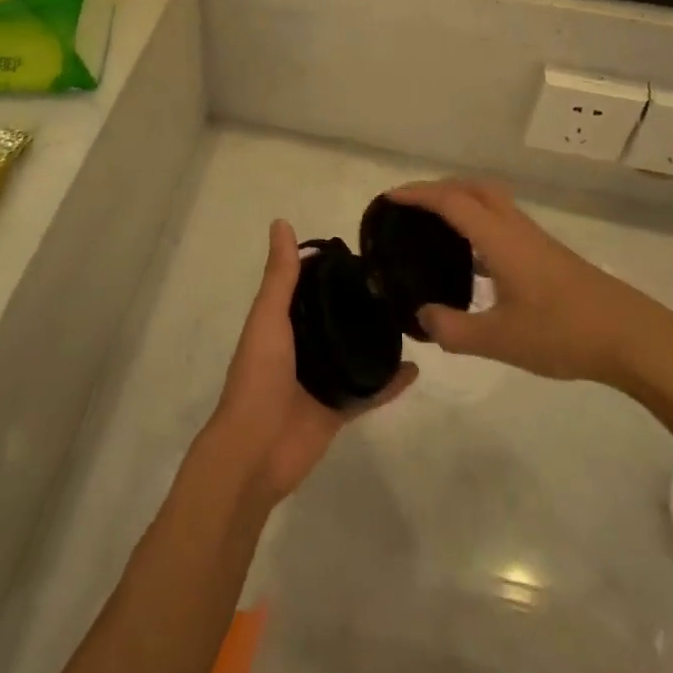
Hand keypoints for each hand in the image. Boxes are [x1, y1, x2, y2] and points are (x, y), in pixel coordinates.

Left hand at [204, 219, 415, 503]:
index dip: (331, 269)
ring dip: (377, 339)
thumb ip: (281, 276)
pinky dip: (391, 382)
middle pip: (335, 318)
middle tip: (398, 282)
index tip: (363, 252)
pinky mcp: (338, 409)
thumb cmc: (259, 376)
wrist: (256, 450)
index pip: (309, 287)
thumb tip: (281, 222)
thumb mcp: (269, 318)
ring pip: (355, 353)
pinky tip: (416, 368)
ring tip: (411, 317)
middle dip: (361, 303)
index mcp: (281, 323)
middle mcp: (302, 347)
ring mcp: (321, 380)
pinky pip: (370, 391)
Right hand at [388, 180, 672, 401]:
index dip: (418, 195)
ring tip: (433, 227)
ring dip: (461, 202)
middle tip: (410, 207)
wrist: (634, 338)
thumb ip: (453, 330)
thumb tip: (422, 316)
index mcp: (500, 240)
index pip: (452, 202)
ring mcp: (536, 242)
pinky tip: (472, 261)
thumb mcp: (500, 340)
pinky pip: (503, 224)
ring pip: (492, 203)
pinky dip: (478, 224)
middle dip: (438, 188)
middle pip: (474, 188)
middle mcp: (516, 230)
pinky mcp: (548, 257)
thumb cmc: (565, 333)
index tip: (388, 198)